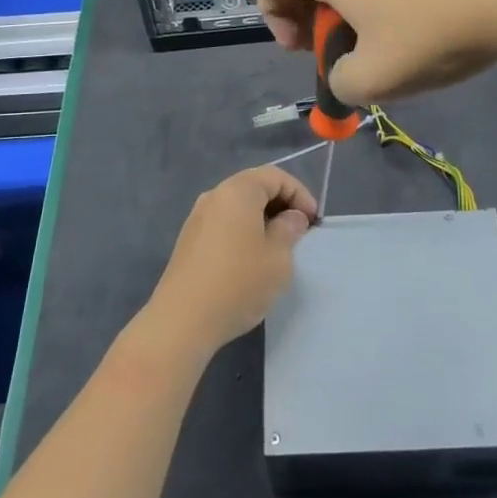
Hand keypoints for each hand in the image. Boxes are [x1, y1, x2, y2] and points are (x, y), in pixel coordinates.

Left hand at [144, 166, 316, 357]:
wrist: (182, 321)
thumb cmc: (238, 284)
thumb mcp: (278, 258)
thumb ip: (289, 230)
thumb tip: (291, 217)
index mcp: (237, 191)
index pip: (275, 176)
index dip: (300, 194)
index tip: (313, 221)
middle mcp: (214, 196)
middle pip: (254, 187)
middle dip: (281, 204)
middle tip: (300, 231)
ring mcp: (197, 218)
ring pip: (238, 206)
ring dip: (262, 219)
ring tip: (279, 246)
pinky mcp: (189, 240)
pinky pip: (224, 223)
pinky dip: (243, 230)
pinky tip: (252, 258)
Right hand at [252, 0, 496, 102]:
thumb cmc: (432, 31)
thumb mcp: (375, 79)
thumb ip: (339, 84)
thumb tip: (343, 74)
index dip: (272, 17)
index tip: (305, 49)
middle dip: (308, 17)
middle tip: (339, 52)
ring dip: (345, 9)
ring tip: (380, 43)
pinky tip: (414, 23)